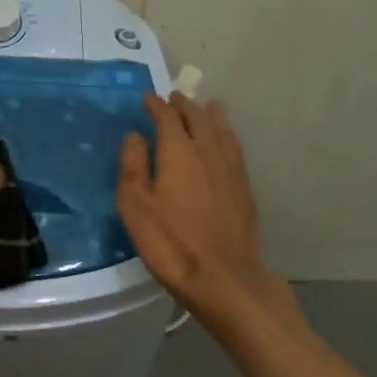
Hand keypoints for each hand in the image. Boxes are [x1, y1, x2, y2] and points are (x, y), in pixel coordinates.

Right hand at [117, 93, 290, 330]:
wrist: (222, 278)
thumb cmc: (169, 242)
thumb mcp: (135, 206)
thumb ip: (132, 165)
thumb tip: (135, 136)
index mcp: (179, 151)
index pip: (167, 117)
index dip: (156, 105)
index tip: (147, 99)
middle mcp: (208, 151)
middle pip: (198, 117)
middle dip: (184, 105)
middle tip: (174, 99)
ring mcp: (231, 169)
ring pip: (222, 130)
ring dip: (210, 115)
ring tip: (206, 106)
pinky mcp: (245, 188)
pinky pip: (235, 148)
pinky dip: (227, 135)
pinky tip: (226, 141)